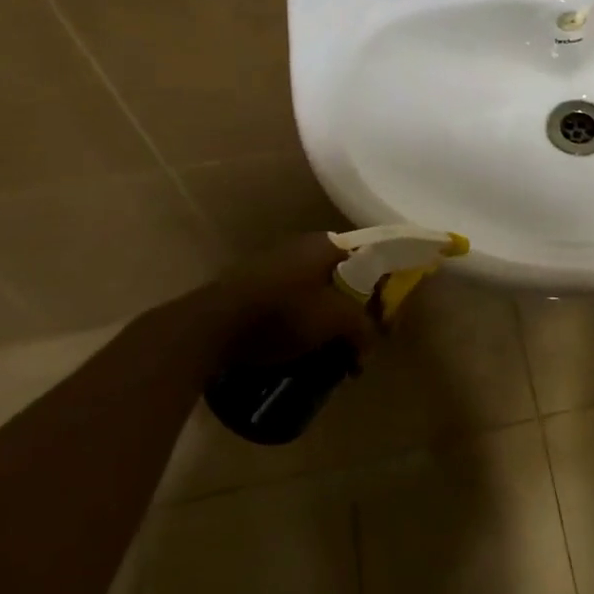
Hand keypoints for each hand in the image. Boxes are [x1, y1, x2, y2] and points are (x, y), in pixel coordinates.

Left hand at [157, 233, 372, 364]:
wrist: (212, 327)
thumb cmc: (283, 314)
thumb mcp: (337, 321)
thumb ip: (363, 328)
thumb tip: (369, 346)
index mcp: (326, 244)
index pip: (369, 260)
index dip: (380, 290)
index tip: (381, 319)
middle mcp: (300, 246)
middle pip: (341, 278)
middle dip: (351, 309)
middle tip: (356, 338)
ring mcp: (272, 265)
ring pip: (314, 292)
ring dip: (325, 319)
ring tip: (329, 349)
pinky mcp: (250, 288)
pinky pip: (289, 304)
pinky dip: (300, 323)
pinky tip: (299, 347)